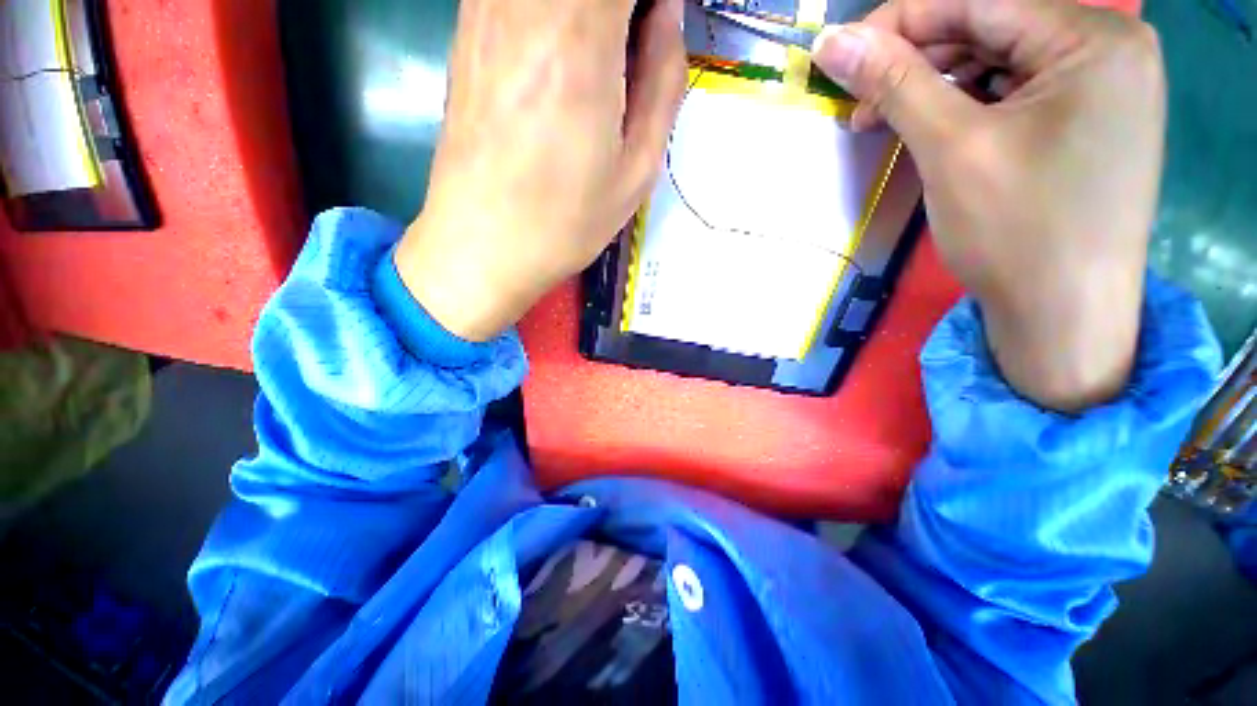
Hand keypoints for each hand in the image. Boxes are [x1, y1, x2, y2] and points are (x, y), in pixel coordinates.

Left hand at [395, 0, 686, 341]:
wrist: (482, 246)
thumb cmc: (566, 221)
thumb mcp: (637, 169)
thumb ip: (663, 80)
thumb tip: (667, 14)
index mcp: (581, 36)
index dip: (654, 0)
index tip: (661, 29)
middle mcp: (527, 3)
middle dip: (624, 9)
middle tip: (634, 50)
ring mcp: (486, 8)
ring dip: (589, 14)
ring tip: (601, 62)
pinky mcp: (466, 28)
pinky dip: (553, 15)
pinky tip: (558, 56)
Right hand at [812, 0, 1165, 411]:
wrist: (1063, 316)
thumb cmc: (1017, 233)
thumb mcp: (951, 148)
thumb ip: (894, 82)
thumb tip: (831, 41)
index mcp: (1093, 39)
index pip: (978, 1)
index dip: (900, 23)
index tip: (840, 53)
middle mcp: (1108, 48)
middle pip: (989, 29)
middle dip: (915, 62)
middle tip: (857, 102)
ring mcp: (1101, 86)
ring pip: (996, 62)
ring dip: (933, 87)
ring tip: (880, 120)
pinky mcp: (1086, 120)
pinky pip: (1013, 93)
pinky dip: (963, 106)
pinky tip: (927, 128)